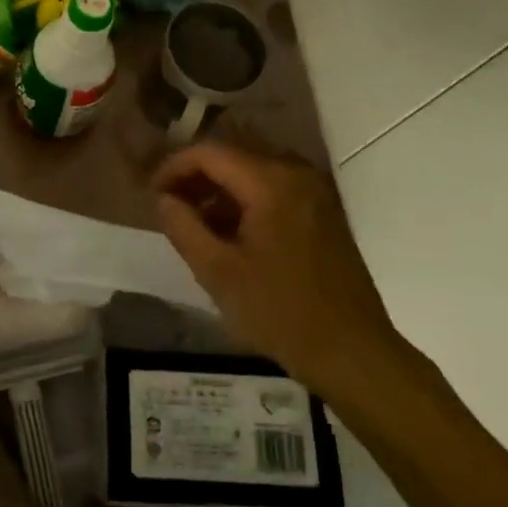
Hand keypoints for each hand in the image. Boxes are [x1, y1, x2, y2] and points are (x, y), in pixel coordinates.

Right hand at [153, 142, 410, 403]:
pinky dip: (246, 200)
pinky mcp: (323, 211)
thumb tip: (164, 199)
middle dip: (196, 176)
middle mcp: (296, 173)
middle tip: (171, 206)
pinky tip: (231, 233)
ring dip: (220, 189)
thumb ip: (183, 227)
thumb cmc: (282, 312)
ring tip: (196, 223)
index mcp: (271, 182)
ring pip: (253, 171)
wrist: (354, 353)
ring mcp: (314, 191)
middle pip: (233, 156)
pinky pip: (275, 188)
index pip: (209, 153)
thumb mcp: (219, 273)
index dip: (174, 167)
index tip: (153, 194)